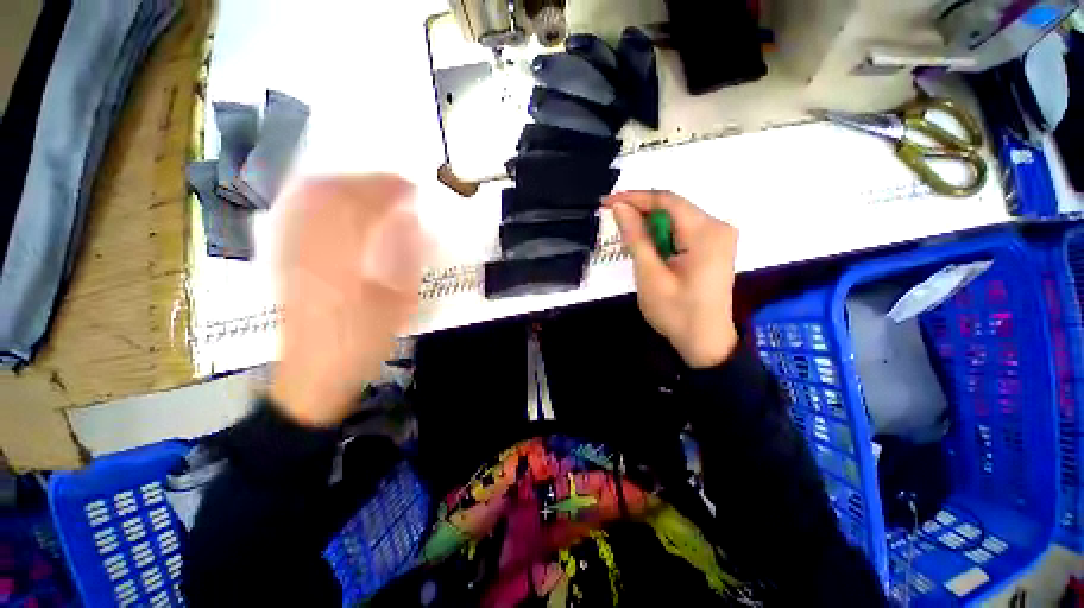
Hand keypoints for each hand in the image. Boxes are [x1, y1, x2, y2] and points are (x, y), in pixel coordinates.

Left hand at [270, 175, 421, 427]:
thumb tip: (410, 220)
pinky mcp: (281, 259)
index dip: (388, 190)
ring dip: (343, 184)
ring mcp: (288, 252)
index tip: (412, 188)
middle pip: (330, 194)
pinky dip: (317, 198)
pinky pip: (294, 213)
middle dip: (366, 182)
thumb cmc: (362, 343)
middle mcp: (307, 249)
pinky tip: (334, 200)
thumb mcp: (396, 307)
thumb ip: (404, 259)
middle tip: (395, 185)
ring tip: (370, 188)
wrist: (313, 375)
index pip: (361, 207)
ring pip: (308, 199)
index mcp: (340, 263)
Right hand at [603, 190, 738, 368]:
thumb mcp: (650, 275)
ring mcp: (719, 236)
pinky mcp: (714, 247)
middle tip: (614, 222)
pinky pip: (684, 231)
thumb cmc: (676, 313)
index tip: (607, 203)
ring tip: (629, 239)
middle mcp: (718, 227)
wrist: (705, 342)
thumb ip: (636, 238)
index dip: (634, 197)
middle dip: (641, 212)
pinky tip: (650, 249)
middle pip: (673, 207)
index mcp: (706, 233)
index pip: (666, 200)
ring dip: (651, 226)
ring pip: (677, 218)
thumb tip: (621, 207)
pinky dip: (663, 236)